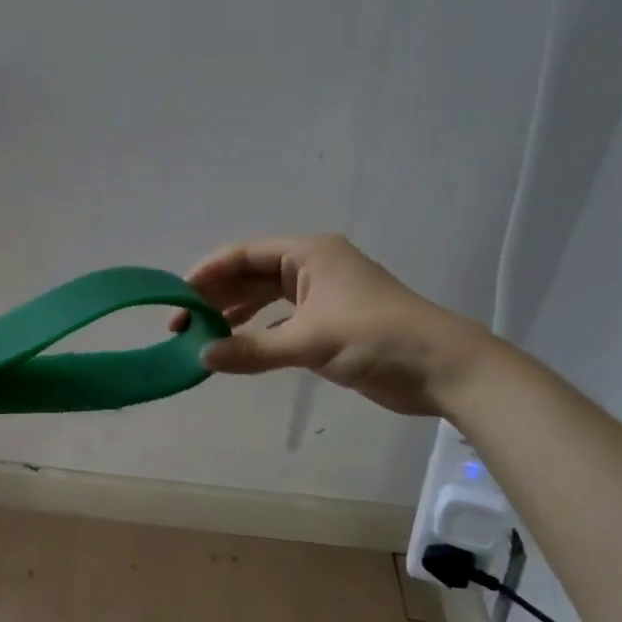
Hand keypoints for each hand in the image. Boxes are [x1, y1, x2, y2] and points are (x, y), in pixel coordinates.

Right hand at [179, 234, 491, 416]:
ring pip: (266, 299)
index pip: (246, 254)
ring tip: (201, 337)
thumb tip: (202, 357)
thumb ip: (252, 349)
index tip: (178, 294)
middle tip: (182, 323)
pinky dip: (258, 333)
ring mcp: (323, 296)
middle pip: (252, 275)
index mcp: (310, 254)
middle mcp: (313, 267)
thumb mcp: (308, 342)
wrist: (443, 368)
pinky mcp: (331, 323)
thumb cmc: (375, 338)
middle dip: (217, 296)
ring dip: (235, 316)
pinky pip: (281, 321)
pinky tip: (237, 348)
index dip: (209, 271)